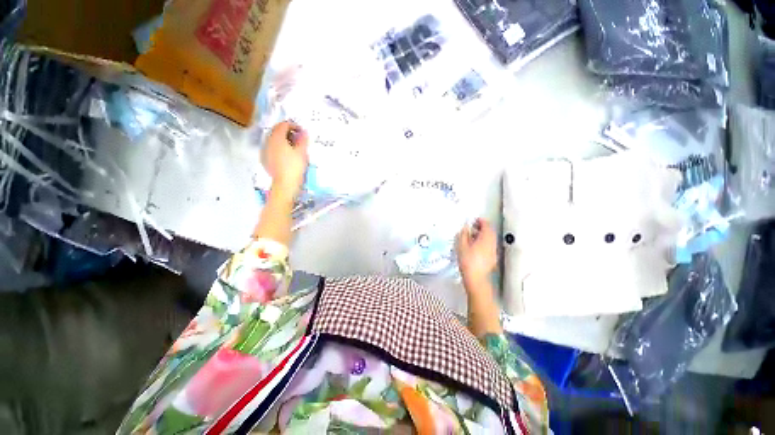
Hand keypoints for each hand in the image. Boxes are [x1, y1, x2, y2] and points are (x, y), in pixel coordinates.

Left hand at [262, 121, 308, 197]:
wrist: (285, 183)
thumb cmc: (295, 166)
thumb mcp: (302, 152)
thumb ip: (302, 140)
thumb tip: (304, 132)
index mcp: (277, 137)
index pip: (283, 125)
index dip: (293, 125)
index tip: (301, 131)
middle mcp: (268, 141)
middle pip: (276, 131)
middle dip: (287, 132)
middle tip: (298, 138)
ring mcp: (265, 150)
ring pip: (273, 140)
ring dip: (282, 140)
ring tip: (293, 147)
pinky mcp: (265, 159)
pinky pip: (271, 148)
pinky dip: (278, 147)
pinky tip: (286, 155)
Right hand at [456, 218, 497, 289]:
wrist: (475, 278)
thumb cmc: (467, 261)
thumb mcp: (461, 245)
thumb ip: (463, 234)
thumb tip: (465, 227)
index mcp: (485, 238)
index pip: (486, 225)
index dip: (481, 221)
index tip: (474, 220)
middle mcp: (492, 243)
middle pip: (490, 232)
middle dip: (482, 227)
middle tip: (473, 227)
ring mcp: (493, 251)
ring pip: (490, 239)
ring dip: (483, 235)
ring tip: (472, 236)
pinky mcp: (492, 258)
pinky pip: (489, 246)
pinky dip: (484, 242)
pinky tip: (475, 246)